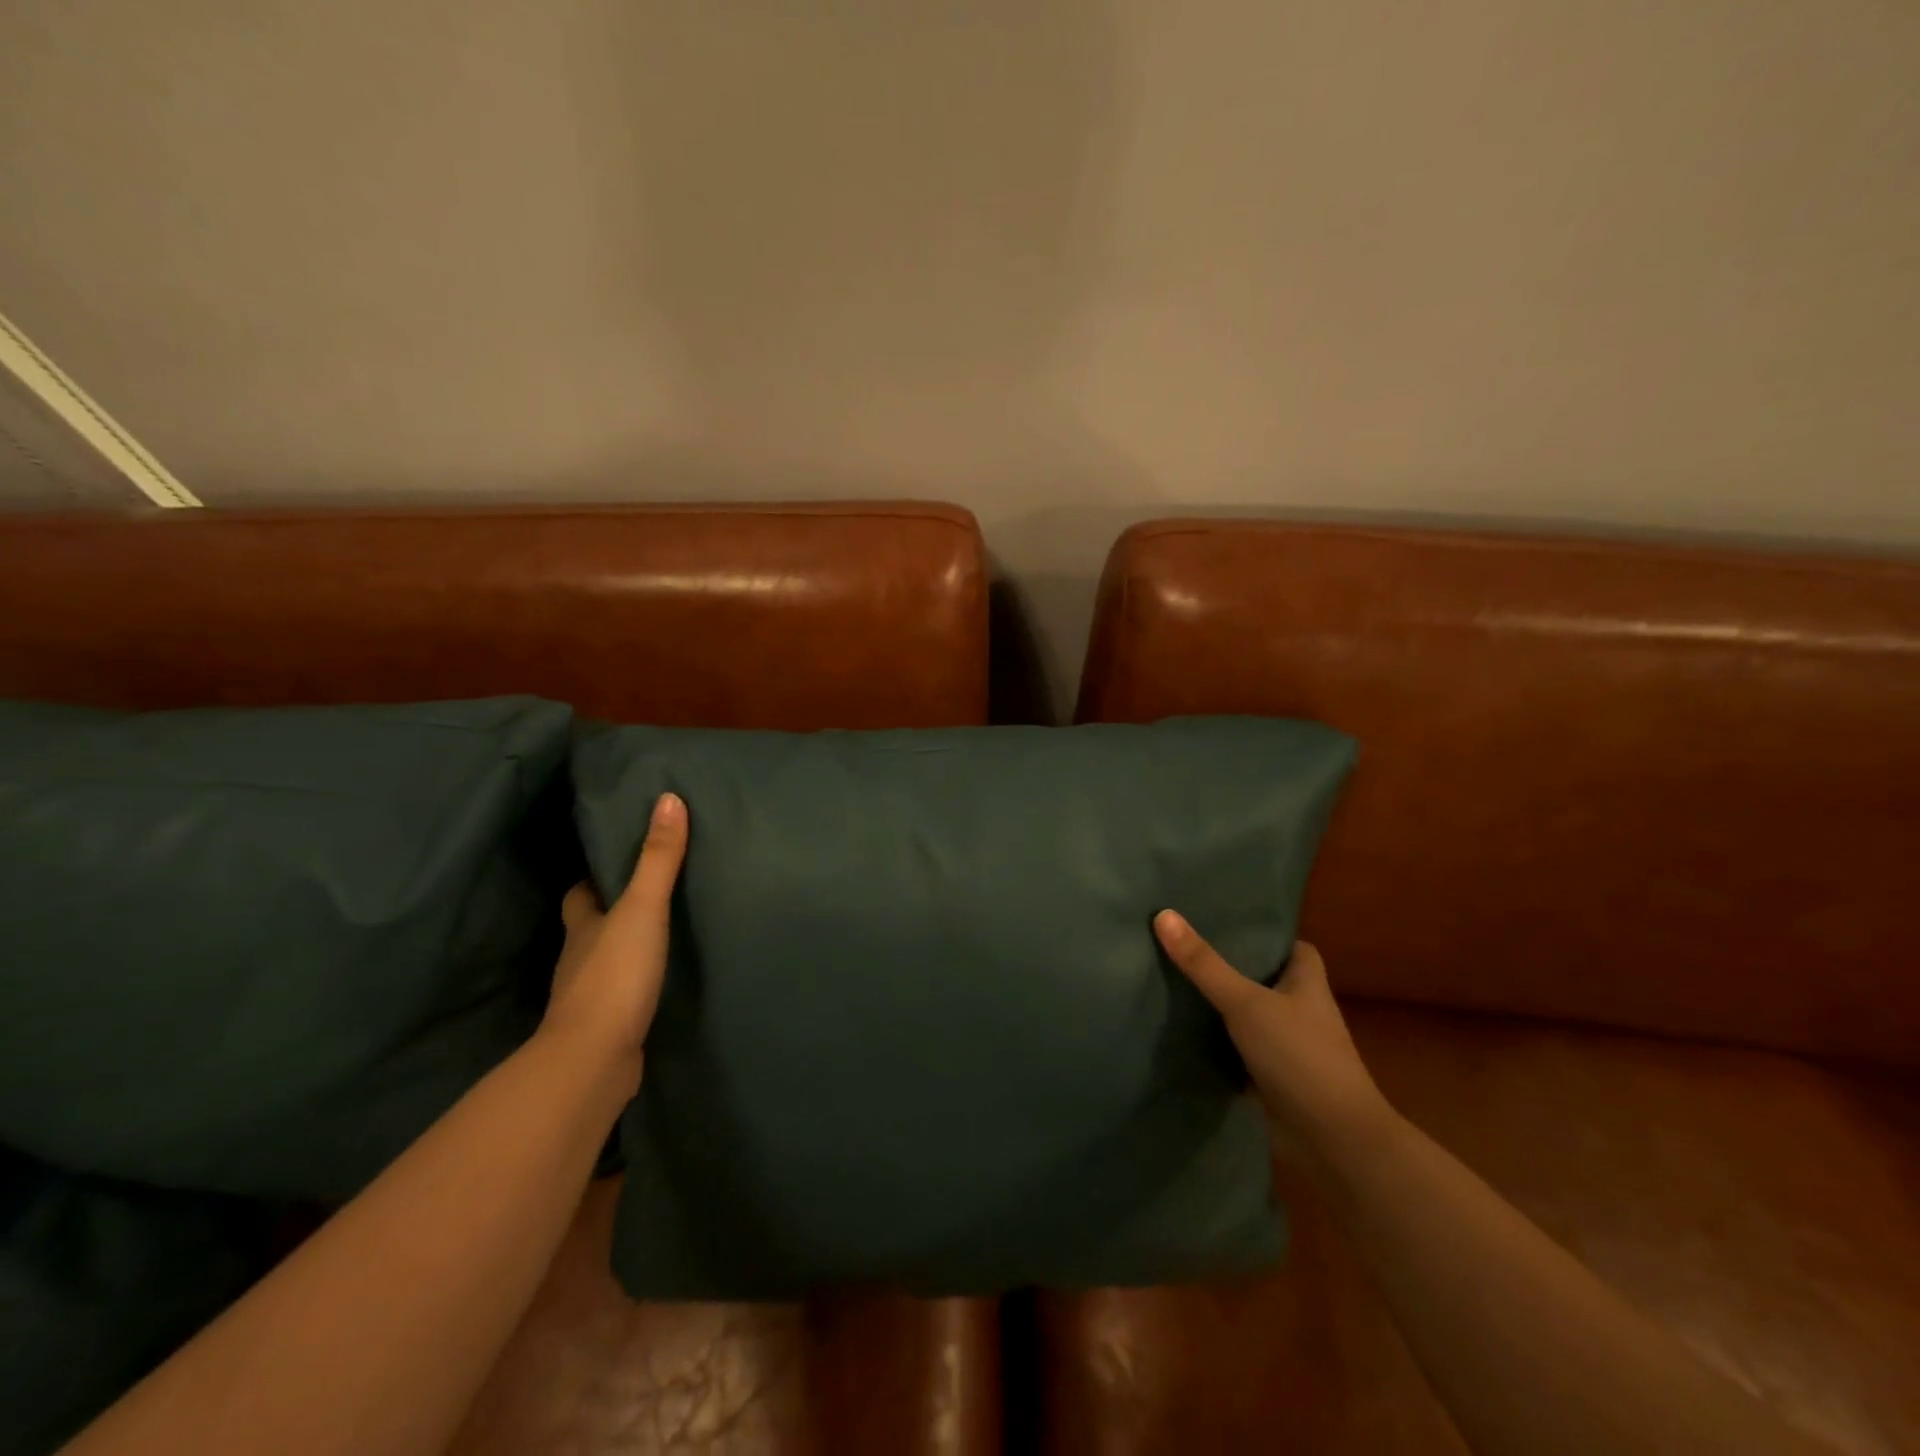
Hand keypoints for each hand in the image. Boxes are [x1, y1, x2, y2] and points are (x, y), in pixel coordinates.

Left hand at [541, 792, 687, 1092]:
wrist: (594, 1059)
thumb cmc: (615, 974)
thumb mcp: (643, 909)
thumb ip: (658, 859)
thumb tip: (668, 798)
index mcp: (582, 925)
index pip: (580, 892)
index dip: (594, 876)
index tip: (618, 859)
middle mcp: (580, 955)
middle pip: (591, 924)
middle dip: (612, 908)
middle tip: (650, 889)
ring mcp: (590, 993)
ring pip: (606, 958)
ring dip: (626, 945)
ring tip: (663, 928)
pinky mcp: (608, 1023)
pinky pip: (623, 990)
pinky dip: (636, 980)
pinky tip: (661, 977)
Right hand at [1154, 910, 1394, 1175]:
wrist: (1334, 1140)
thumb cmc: (1299, 1056)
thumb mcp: (1245, 1002)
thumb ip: (1204, 964)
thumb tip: (1163, 914)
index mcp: (1307, 983)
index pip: (1292, 947)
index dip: (1265, 936)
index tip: (1227, 924)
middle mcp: (1302, 1011)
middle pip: (1265, 980)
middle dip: (1232, 968)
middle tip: (1188, 949)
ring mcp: (1289, 1048)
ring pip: (1250, 1018)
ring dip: (1222, 1009)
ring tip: (1176, 983)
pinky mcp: (1274, 1080)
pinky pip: (1240, 1054)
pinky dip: (1218, 1048)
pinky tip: (1184, 1036)